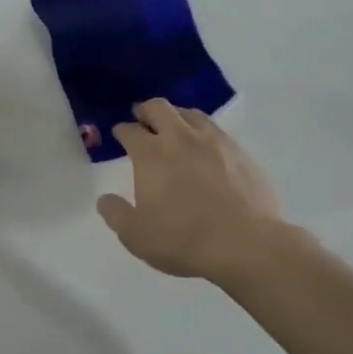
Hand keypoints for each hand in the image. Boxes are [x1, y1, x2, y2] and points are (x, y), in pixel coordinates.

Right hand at [97, 100, 309, 282]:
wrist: (247, 245)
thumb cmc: (184, 240)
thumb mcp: (137, 236)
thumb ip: (116, 214)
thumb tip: (104, 199)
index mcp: (150, 154)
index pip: (130, 130)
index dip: (121, 130)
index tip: (119, 134)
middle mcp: (180, 138)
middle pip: (159, 108)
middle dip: (145, 110)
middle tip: (141, 118)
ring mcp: (213, 142)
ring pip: (190, 113)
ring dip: (176, 115)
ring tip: (173, 127)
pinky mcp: (240, 152)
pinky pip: (215, 130)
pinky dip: (202, 131)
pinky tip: (204, 146)